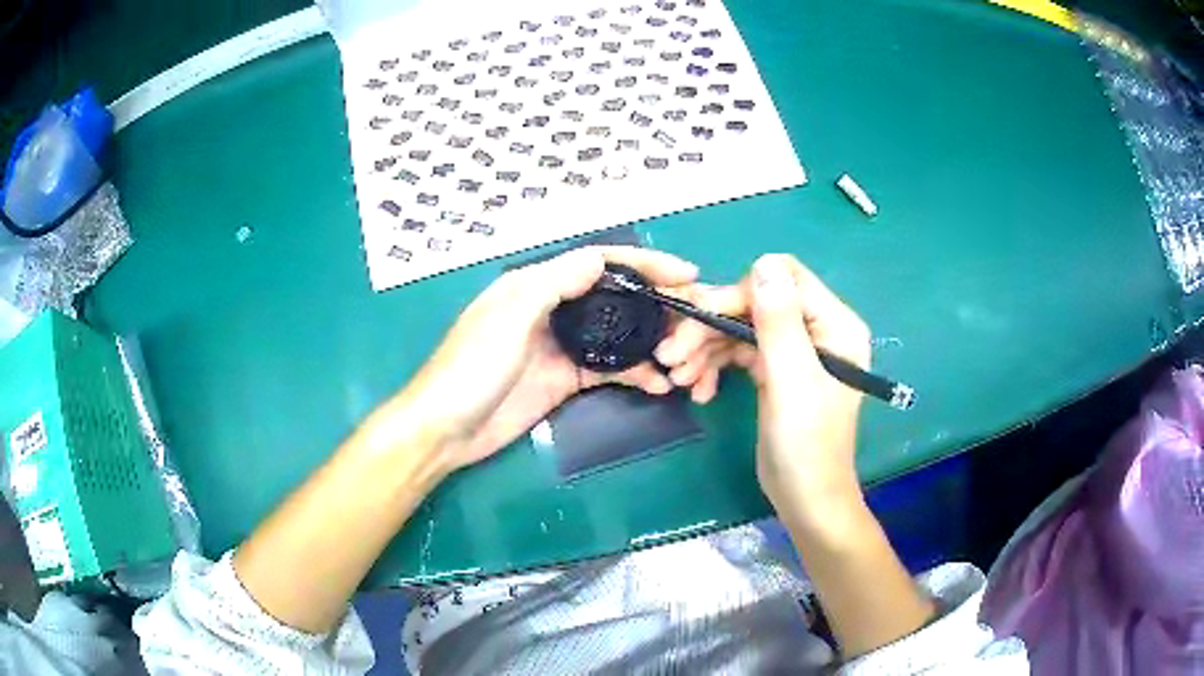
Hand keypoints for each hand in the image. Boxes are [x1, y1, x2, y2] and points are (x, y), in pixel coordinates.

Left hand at [389, 246, 699, 474]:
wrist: (447, 430)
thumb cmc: (471, 368)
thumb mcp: (510, 317)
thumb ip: (554, 284)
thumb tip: (601, 259)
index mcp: (536, 284)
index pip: (599, 262)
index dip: (644, 263)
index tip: (686, 273)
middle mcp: (553, 308)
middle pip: (614, 295)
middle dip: (656, 302)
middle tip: (693, 317)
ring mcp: (560, 346)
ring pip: (617, 333)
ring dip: (650, 341)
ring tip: (683, 355)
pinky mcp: (565, 379)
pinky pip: (608, 369)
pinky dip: (635, 373)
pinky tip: (659, 384)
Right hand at [655, 254, 870, 511]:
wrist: (805, 499)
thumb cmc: (806, 445)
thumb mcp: (792, 380)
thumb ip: (779, 321)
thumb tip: (764, 263)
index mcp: (833, 324)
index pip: (781, 280)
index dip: (737, 294)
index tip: (699, 318)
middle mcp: (816, 329)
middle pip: (754, 304)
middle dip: (711, 327)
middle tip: (671, 355)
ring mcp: (794, 350)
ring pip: (741, 329)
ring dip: (706, 349)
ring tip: (678, 378)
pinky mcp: (775, 371)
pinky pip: (739, 353)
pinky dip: (715, 367)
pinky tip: (699, 390)